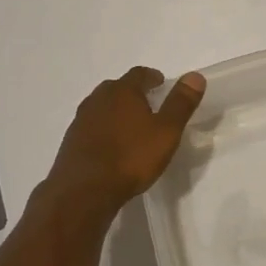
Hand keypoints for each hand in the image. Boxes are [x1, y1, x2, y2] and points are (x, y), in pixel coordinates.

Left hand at [45, 67, 205, 215]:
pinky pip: (91, 126)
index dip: (152, 77)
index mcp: (122, 91)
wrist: (83, 191)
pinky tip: (109, 145)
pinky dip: (102, 129)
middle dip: (132, 92)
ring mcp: (81, 119)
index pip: (139, 74)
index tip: (161, 83)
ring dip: (115, 111)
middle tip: (147, 103)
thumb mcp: (166, 131)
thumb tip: (195, 76)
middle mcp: (98, 98)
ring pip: (101, 106)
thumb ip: (180, 103)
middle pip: (117, 87)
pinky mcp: (70, 141)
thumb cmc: (130, 157)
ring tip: (129, 125)